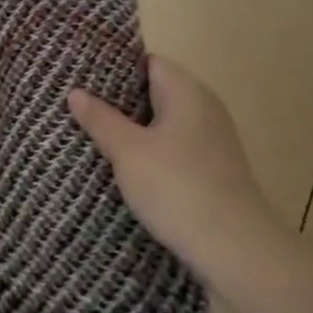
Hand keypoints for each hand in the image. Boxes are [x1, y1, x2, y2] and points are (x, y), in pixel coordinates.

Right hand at [69, 56, 284, 284]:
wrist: (235, 251)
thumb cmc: (177, 188)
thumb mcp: (128, 151)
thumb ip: (101, 118)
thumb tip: (76, 92)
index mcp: (187, 92)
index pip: (147, 62)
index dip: (113, 67)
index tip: (80, 76)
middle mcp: (203, 109)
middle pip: (154, 92)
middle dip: (117, 100)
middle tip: (77, 106)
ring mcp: (211, 141)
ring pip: (161, 123)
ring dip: (131, 129)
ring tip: (91, 135)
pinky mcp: (211, 170)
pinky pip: (171, 148)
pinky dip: (148, 151)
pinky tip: (122, 166)